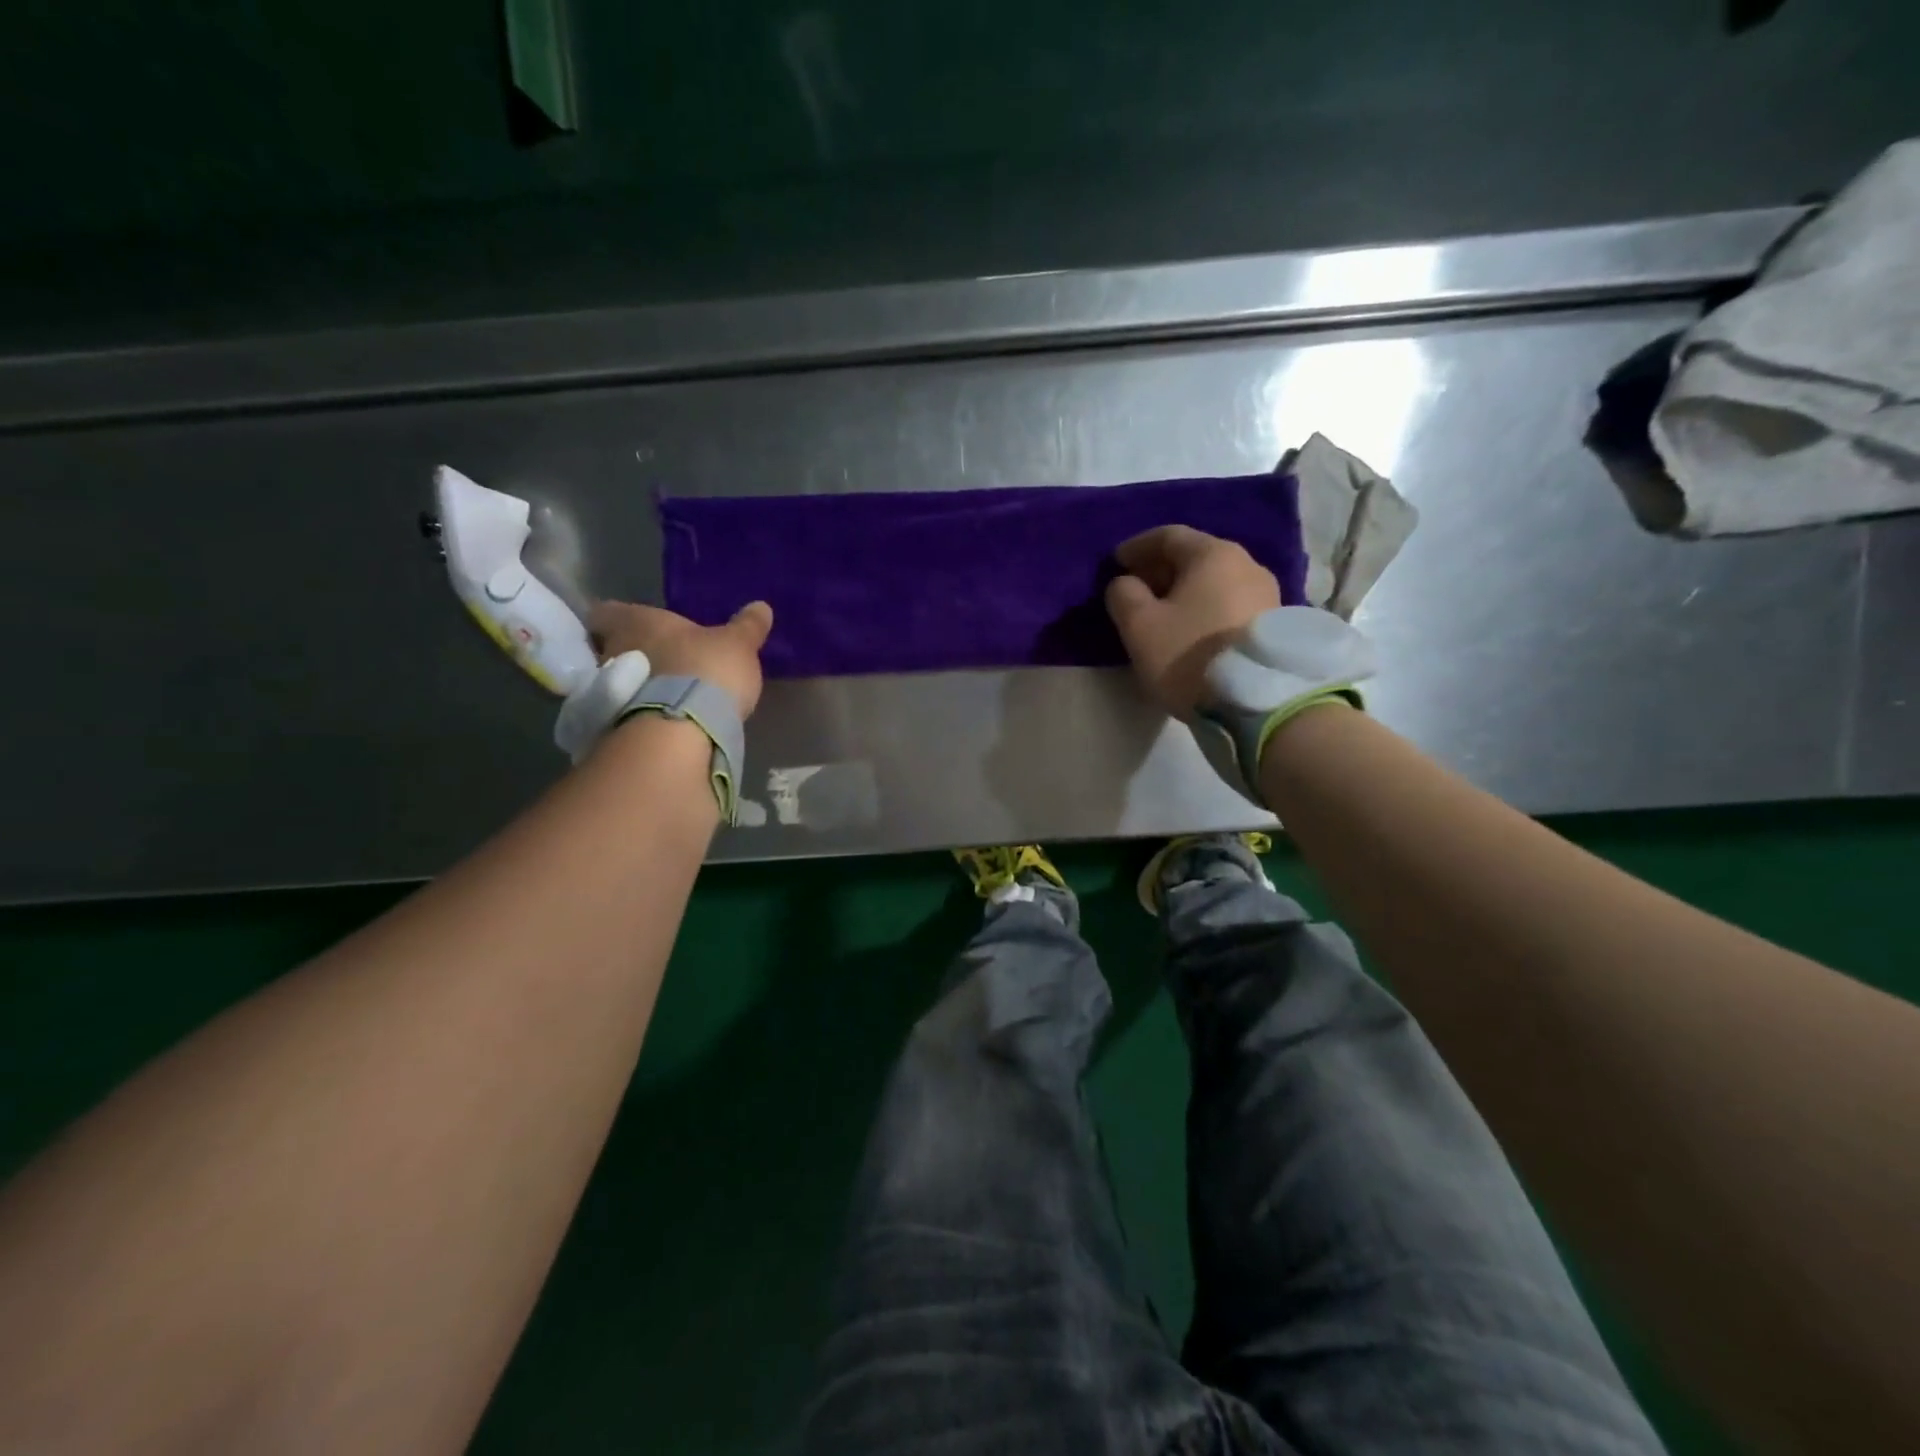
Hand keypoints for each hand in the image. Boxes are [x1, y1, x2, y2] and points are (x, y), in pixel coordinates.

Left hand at [587, 599, 773, 719]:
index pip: (606, 612)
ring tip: (661, 696)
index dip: (615, 619)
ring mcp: (609, 691)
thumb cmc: (705, 669)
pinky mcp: (613, 724)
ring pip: (616, 682)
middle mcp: (612, 651)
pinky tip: (659, 721)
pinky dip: (636, 714)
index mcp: (637, 622)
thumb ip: (747, 626)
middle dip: (630, 655)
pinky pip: (622, 712)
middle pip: (609, 648)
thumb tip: (761, 606)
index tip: (631, 628)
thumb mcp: (738, 644)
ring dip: (634, 687)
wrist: (683, 728)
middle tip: (655, 663)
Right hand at [1104, 526, 1278, 716]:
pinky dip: (1205, 608)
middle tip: (1135, 589)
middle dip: (1161, 570)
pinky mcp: (1275, 624)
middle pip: (1195, 557)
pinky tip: (1191, 629)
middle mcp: (1247, 563)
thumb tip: (1126, 583)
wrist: (1256, 702)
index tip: (1115, 563)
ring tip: (1162, 614)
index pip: (1168, 536)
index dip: (1137, 547)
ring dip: (1185, 592)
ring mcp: (1267, 593)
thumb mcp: (1139, 626)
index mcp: (1212, 554)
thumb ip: (1123, 595)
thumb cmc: (1189, 654)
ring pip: (1214, 582)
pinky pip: (1229, 603)